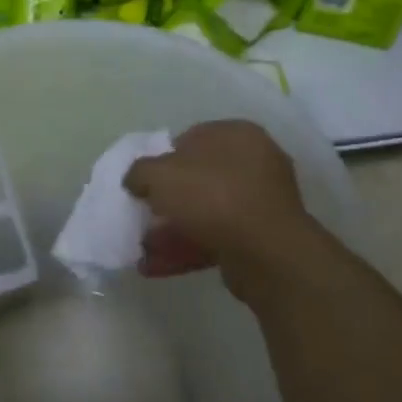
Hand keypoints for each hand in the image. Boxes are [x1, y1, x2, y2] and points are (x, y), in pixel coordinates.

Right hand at [123, 120, 314, 288]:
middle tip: (144, 215)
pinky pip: (216, 238)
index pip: (190, 138)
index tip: (144, 183)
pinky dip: (187, 249)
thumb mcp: (159, 175)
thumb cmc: (213, 197)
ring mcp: (261, 202)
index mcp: (236, 135)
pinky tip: (156, 267)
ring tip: (143, 249)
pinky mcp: (261, 237)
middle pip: (198, 179)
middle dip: (167, 201)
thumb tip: (135, 180)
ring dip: (172, 230)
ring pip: (206, 212)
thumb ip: (139, 172)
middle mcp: (255, 162)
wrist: (267, 252)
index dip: (162, 160)